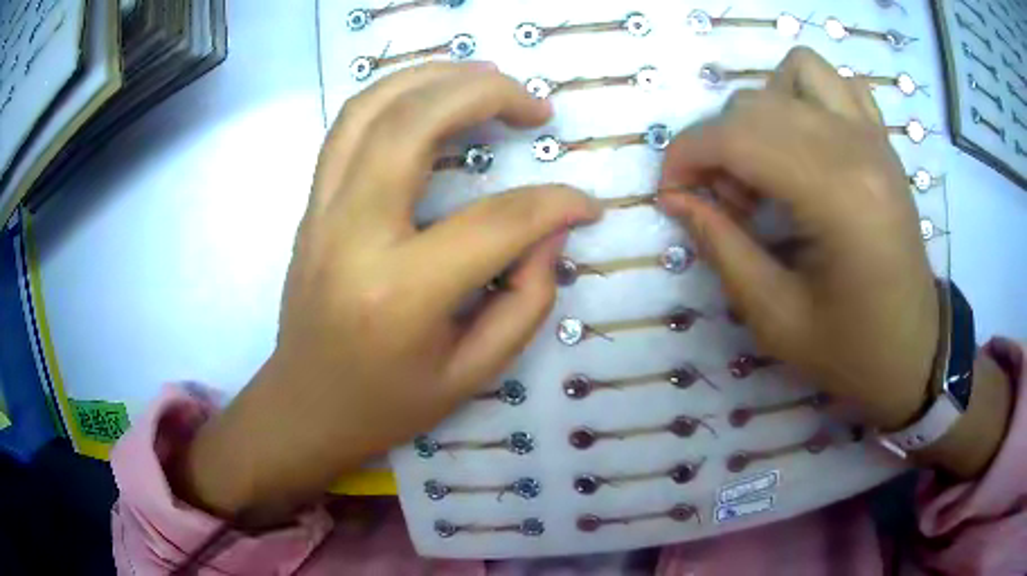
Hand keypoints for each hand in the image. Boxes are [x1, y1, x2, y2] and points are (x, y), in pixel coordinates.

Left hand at [177, 62, 599, 522]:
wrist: (305, 405)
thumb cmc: (387, 404)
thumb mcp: (474, 374)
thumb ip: (526, 301)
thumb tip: (551, 232)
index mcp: (400, 294)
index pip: (496, 222)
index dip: (555, 205)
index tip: (587, 204)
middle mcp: (352, 235)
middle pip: (416, 124)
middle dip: (487, 94)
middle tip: (535, 105)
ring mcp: (321, 211)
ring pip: (371, 108)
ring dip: (435, 76)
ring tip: (488, 77)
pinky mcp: (312, 204)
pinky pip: (348, 126)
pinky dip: (394, 92)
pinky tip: (431, 92)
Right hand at [659, 47, 937, 430]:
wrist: (914, 352)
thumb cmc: (850, 351)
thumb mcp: (776, 318)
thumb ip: (722, 248)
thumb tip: (676, 198)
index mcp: (838, 197)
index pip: (738, 136)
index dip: (686, 156)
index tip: (672, 194)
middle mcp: (858, 147)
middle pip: (758, 103)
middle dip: (719, 145)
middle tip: (728, 204)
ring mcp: (875, 137)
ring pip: (795, 71)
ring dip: (763, 109)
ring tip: (768, 163)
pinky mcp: (883, 141)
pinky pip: (838, 81)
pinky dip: (807, 94)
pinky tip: (806, 140)